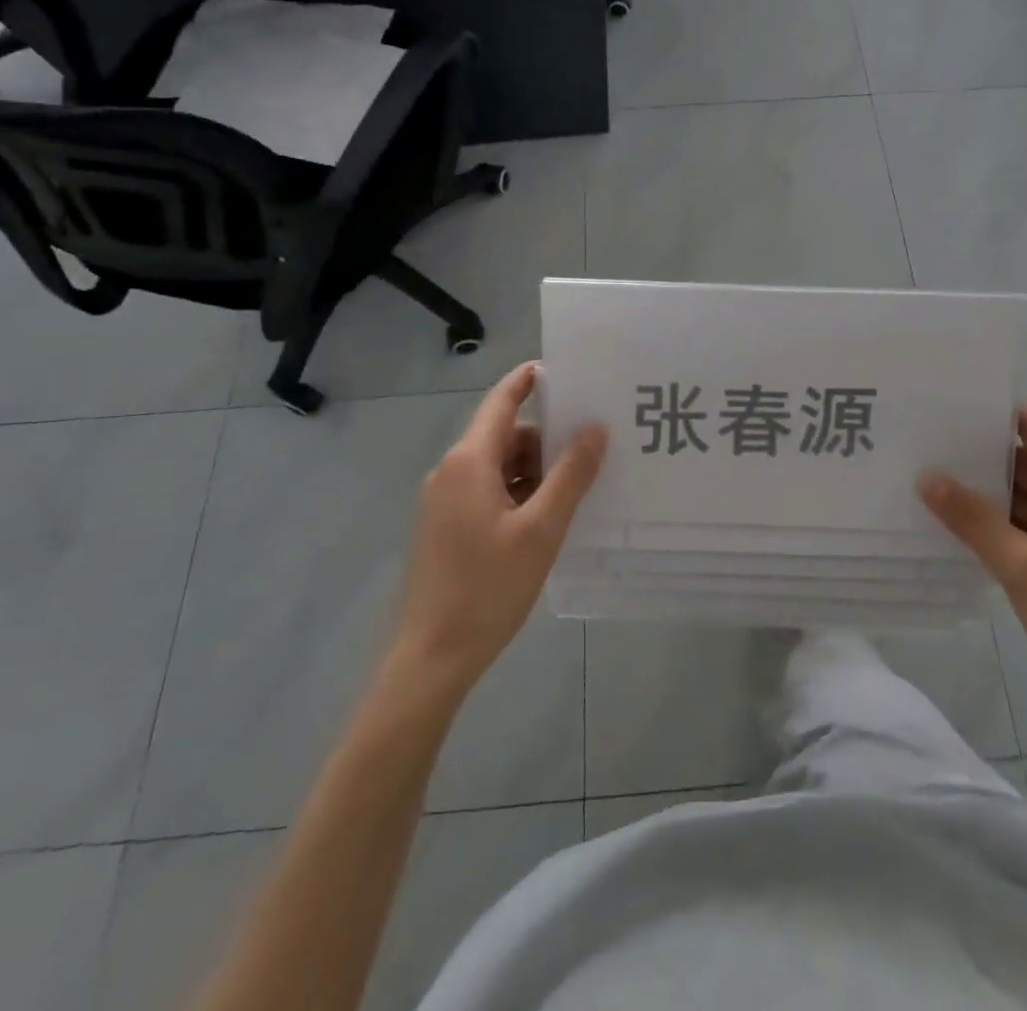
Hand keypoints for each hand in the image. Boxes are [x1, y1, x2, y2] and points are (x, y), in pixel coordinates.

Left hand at [387, 362, 607, 698]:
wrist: (431, 657)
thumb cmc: (488, 587)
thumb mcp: (542, 529)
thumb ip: (571, 475)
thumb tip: (595, 428)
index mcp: (469, 462)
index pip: (501, 402)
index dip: (529, 380)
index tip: (564, 368)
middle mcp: (451, 471)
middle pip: (504, 435)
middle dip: (546, 437)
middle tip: (593, 444)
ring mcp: (445, 500)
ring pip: (498, 466)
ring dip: (535, 469)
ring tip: (579, 484)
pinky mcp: (446, 525)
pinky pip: (488, 490)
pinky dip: (519, 491)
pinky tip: (548, 515)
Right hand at [917, 410, 1026, 741]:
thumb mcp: (1020, 565)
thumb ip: (972, 518)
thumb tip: (927, 476)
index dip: (1000, 415)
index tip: (953, 403)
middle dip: (984, 454)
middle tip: (931, 440)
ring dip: (990, 491)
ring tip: (936, 476)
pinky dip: (1000, 521)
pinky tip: (961, 523)